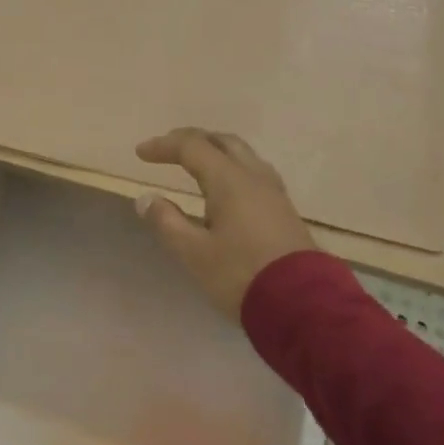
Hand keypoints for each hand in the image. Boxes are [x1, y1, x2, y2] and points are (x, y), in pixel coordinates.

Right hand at [133, 128, 315, 318]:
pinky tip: (225, 189)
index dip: (164, 146)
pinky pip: (253, 173)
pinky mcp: (284, 210)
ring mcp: (274, 192)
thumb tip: (146, 199)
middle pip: (222, 142)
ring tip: (196, 164)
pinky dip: (231, 169)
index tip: (141, 153)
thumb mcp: (193, 252)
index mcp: (229, 180)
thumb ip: (167, 222)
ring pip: (243, 155)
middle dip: (192, 140)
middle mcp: (253, 177)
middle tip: (168, 149)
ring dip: (215, 152)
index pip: (192, 147)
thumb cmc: (240, 274)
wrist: (302, 304)